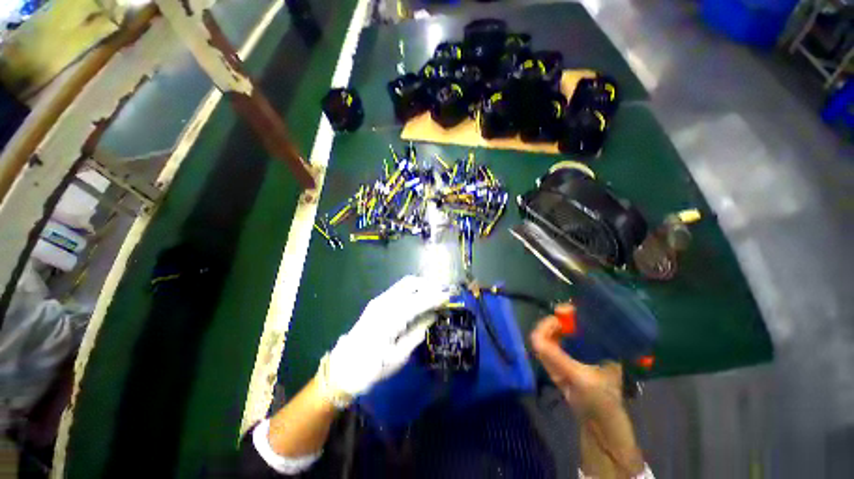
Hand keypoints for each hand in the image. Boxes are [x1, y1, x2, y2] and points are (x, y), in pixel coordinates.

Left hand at [323, 275, 450, 402]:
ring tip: (434, 293)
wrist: (345, 367)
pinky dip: (412, 289)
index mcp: (392, 318)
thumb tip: (433, 315)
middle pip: (412, 284)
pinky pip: (399, 289)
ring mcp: (380, 300)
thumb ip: (418, 331)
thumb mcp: (400, 354)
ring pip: (405, 283)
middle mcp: (385, 303)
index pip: (420, 301)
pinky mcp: (377, 301)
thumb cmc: (374, 367)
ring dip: (421, 285)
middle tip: (443, 293)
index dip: (436, 297)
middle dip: (429, 285)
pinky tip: (419, 297)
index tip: (449, 296)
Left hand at [530, 306, 645, 476]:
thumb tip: (604, 328)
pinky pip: (555, 349)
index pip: (539, 342)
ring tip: (574, 323)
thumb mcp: (611, 376)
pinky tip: (577, 335)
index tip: (562, 316)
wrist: (603, 432)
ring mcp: (555, 371)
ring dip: (556, 330)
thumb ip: (607, 351)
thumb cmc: (607, 406)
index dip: (545, 325)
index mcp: (563, 369)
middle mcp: (554, 368)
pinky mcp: (561, 373)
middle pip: (540, 340)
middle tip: (570, 316)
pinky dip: (561, 338)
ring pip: (546, 344)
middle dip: (552, 324)